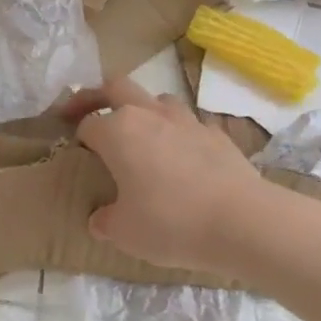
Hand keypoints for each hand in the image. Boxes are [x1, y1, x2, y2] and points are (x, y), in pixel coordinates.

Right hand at [65, 79, 278, 280]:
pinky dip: (180, 134)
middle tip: (89, 112)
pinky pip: (190, 124)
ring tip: (142, 136)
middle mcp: (149, 115)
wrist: (243, 222)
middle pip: (116, 87)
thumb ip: (105, 221)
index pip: (87, 123)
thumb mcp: (125, 232)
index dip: (78, 135)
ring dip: (144, 110)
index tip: (77, 151)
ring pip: (157, 99)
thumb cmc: (171, 222)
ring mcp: (186, 120)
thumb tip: (100, 220)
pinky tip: (184, 158)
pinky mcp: (217, 134)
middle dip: (98, 96)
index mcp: (117, 132)